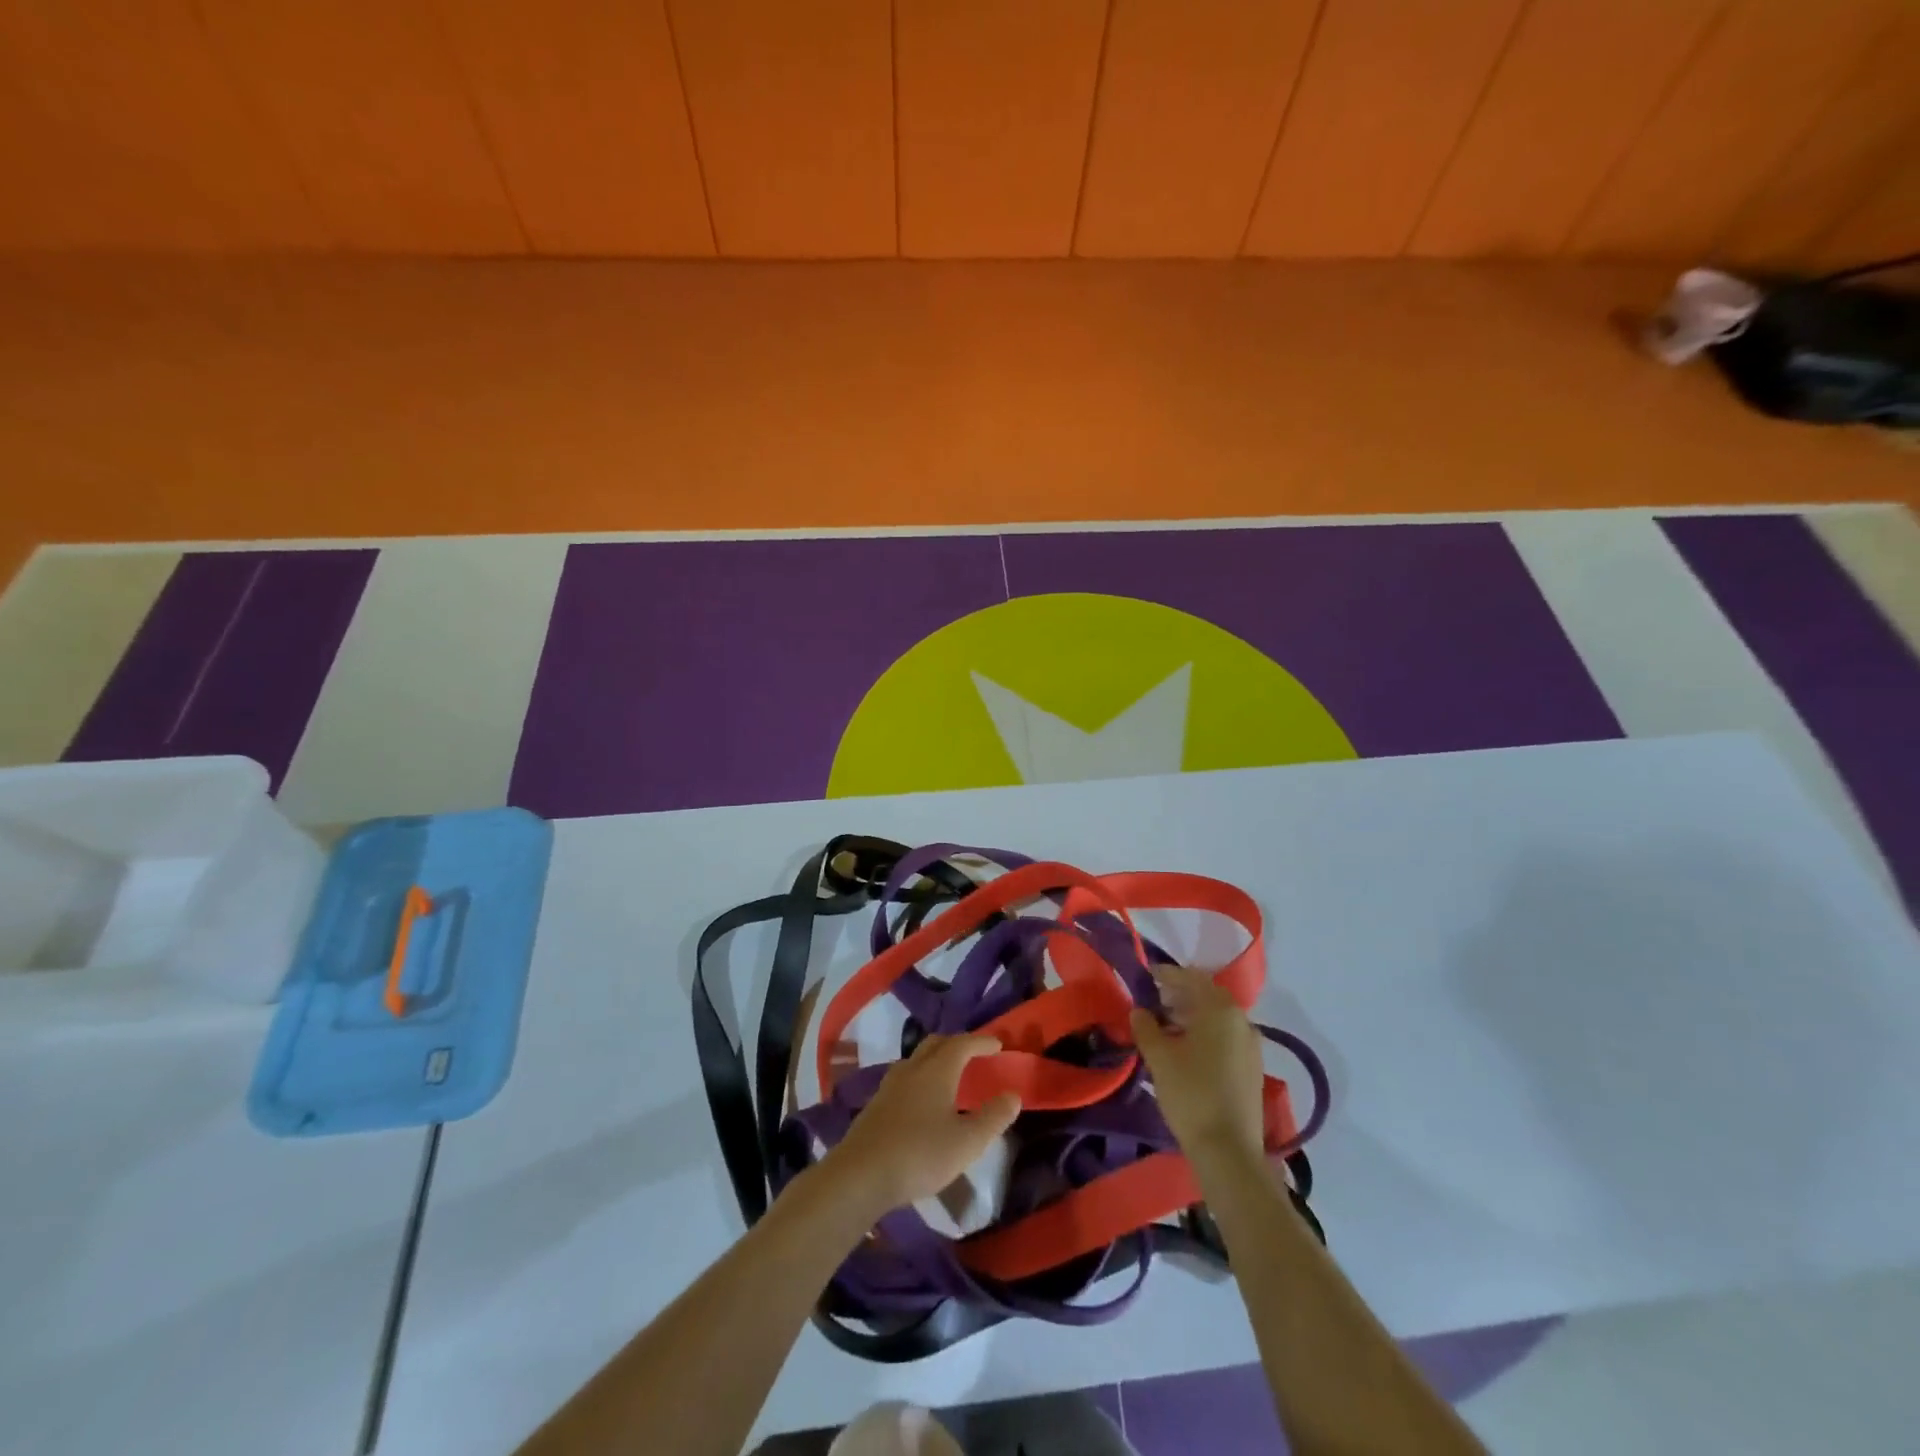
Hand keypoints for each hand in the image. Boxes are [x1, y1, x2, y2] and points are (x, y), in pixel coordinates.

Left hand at [822, 1034, 1021, 1215]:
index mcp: (937, 1070)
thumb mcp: (967, 1142)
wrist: (861, 1174)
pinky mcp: (876, 1104)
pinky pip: (905, 1078)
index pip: (962, 1044)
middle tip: (974, 1055)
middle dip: (957, 1044)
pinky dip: (921, 1078)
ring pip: (917, 1059)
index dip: (981, 1042)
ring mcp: (890, 1085)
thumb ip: (993, 1117)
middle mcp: (913, 1069)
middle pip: (936, 1044)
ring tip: (949, 1076)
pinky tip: (923, 1101)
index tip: (997, 1044)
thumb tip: (1013, 1095)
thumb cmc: (920, 1154)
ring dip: (936, 1059)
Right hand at [1130, 965, 1265, 1163]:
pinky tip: (1185, 1050)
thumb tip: (1139, 1011)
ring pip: (1217, 1018)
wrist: (1229, 1152)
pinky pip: (1226, 1037)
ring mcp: (1251, 1046)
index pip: (1192, 978)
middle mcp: (1241, 1021)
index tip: (1146, 974)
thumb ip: (1146, 1027)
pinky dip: (1205, 1033)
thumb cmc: (1191, 1094)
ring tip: (1164, 1026)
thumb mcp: (1159, 1057)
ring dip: (1191, 1015)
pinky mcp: (1252, 1068)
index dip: (1167, 974)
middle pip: (1208, 996)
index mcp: (1221, 1010)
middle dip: (1179, 995)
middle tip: (1153, 1001)